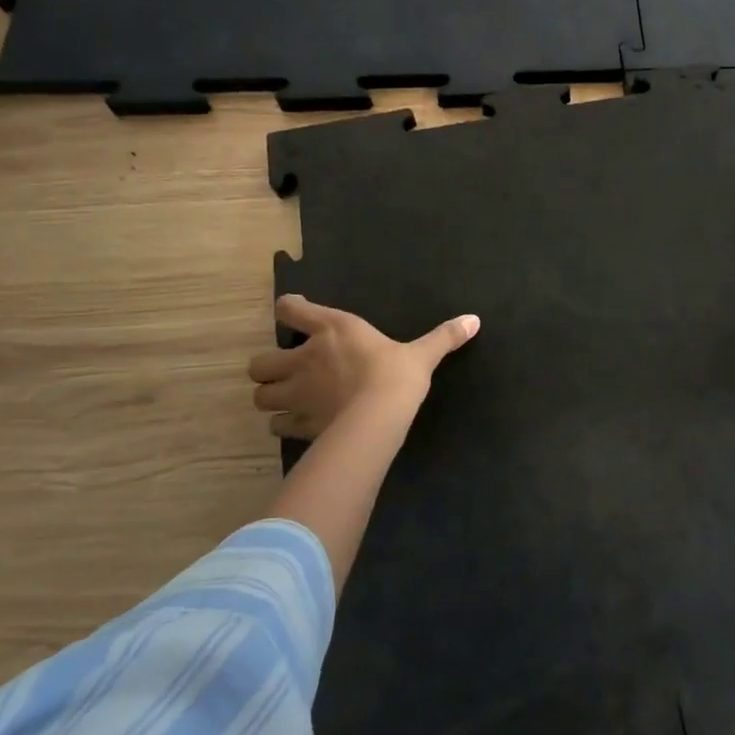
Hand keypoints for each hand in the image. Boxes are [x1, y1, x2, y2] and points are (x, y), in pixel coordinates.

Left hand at [249, 295, 479, 439]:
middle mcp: (304, 358)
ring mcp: (296, 393)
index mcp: (332, 330)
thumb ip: (444, 337)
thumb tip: (474, 319)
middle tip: (287, 372)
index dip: (288, 308)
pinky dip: (282, 425)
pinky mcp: (298, 424)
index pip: (290, 309)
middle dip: (269, 368)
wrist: (378, 418)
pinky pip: (276, 426)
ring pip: (260, 396)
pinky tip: (298, 425)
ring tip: (288, 400)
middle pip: (260, 362)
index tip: (295, 312)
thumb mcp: (422, 354)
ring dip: (271, 397)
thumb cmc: (397, 375)